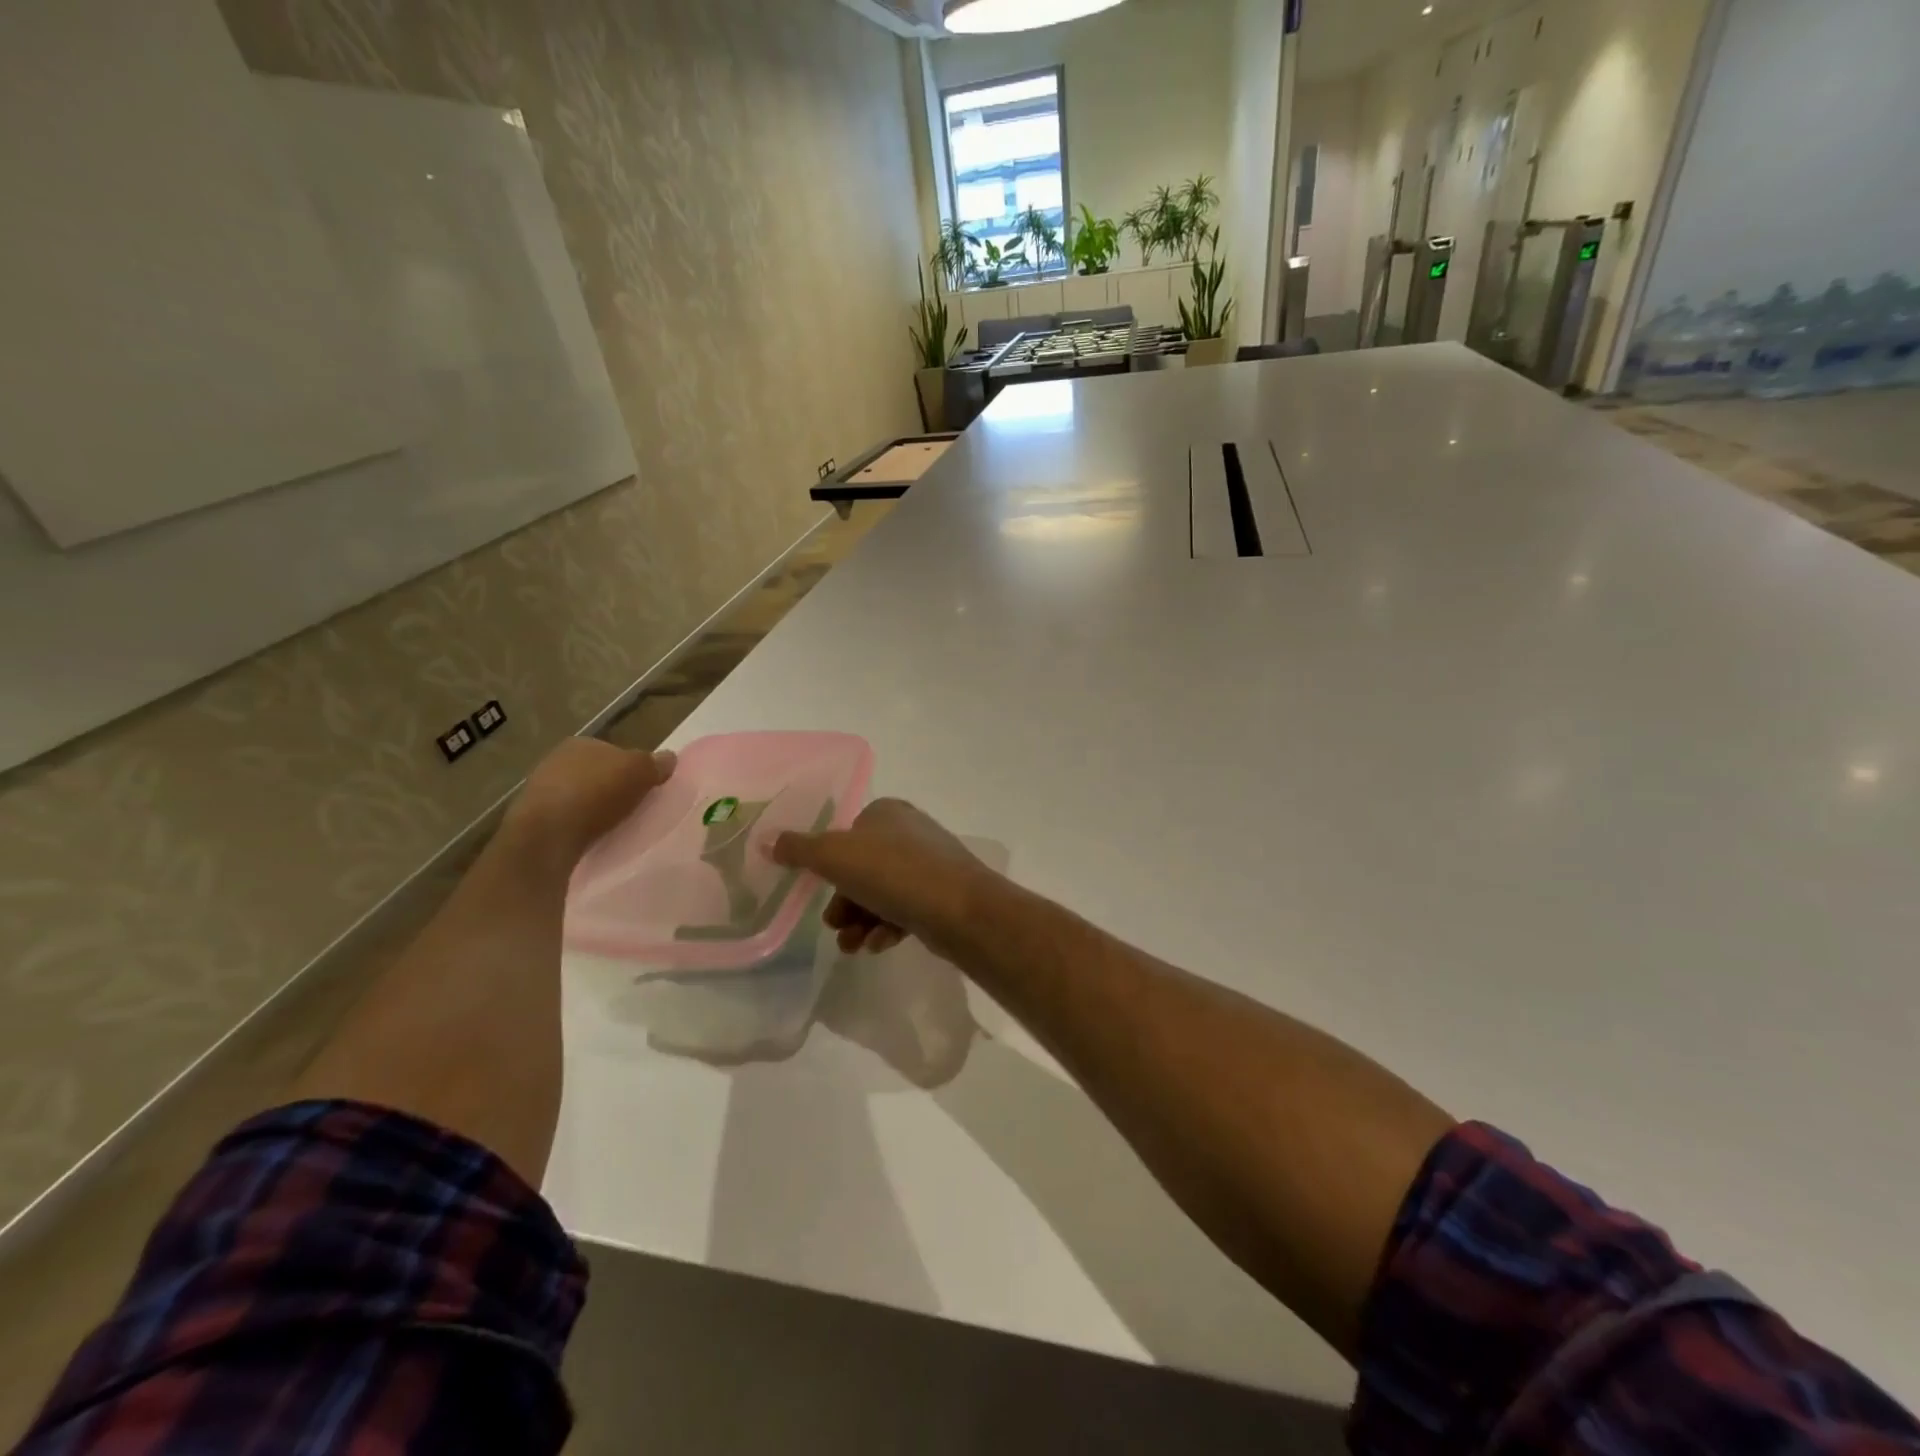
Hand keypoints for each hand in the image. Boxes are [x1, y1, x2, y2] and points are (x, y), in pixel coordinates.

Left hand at [505, 739, 675, 860]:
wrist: (548, 834)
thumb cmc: (596, 793)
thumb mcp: (639, 771)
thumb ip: (655, 763)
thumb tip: (670, 758)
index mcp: (581, 743)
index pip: (613, 751)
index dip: (631, 768)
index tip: (644, 787)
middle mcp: (556, 760)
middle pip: (596, 773)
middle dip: (612, 788)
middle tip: (633, 808)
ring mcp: (540, 789)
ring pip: (580, 796)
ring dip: (595, 809)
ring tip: (614, 827)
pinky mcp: (533, 819)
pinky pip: (567, 819)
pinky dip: (580, 826)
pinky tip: (592, 838)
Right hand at [770, 798, 994, 956]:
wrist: (959, 908)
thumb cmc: (892, 872)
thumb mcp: (834, 855)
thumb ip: (799, 849)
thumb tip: (767, 840)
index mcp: (887, 813)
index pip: (848, 834)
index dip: (830, 865)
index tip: (819, 890)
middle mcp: (911, 833)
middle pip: (863, 869)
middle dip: (844, 902)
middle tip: (835, 926)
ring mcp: (931, 865)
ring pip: (883, 894)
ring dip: (861, 922)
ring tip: (852, 947)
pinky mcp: (943, 896)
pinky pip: (906, 911)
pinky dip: (887, 929)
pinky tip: (878, 946)